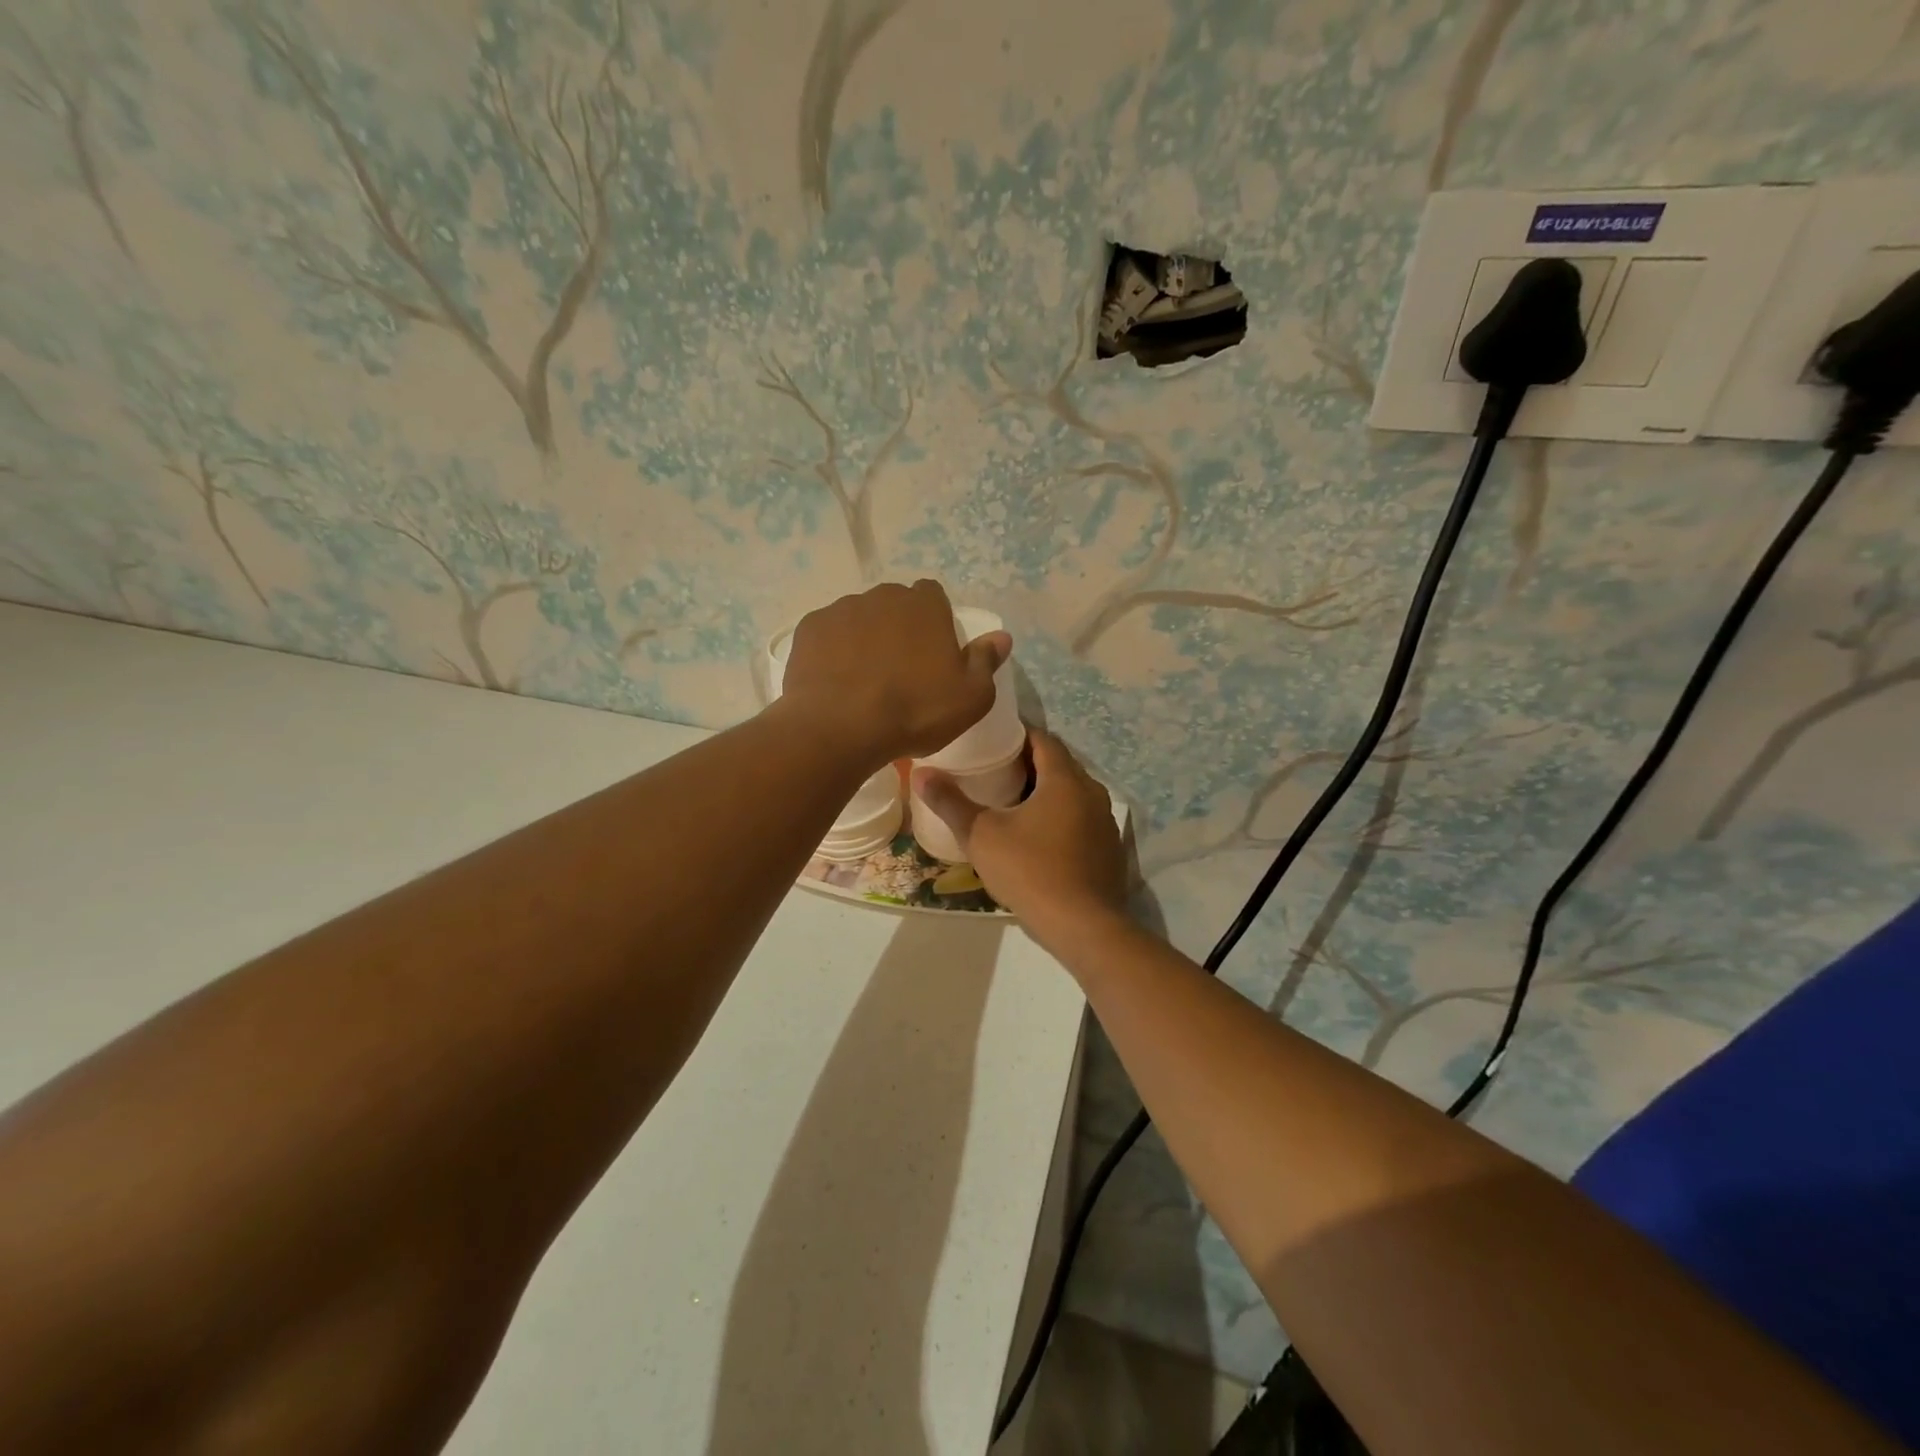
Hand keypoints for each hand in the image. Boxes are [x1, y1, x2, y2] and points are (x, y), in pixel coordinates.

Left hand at [778, 580, 1010, 767]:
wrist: (840, 727)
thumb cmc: (915, 711)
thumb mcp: (970, 698)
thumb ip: (986, 662)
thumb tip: (1001, 637)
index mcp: (925, 605)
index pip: (934, 596)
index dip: (935, 622)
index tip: (933, 655)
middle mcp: (883, 595)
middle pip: (895, 605)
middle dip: (899, 628)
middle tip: (900, 670)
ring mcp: (841, 609)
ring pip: (860, 618)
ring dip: (864, 638)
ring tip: (864, 680)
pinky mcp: (809, 629)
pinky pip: (828, 634)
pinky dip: (833, 651)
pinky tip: (835, 681)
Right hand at [912, 728, 1128, 951]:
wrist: (1083, 926)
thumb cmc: (1030, 871)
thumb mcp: (981, 835)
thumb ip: (951, 802)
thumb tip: (921, 774)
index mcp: (1065, 779)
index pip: (1043, 739)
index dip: (1018, 735)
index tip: (992, 740)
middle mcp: (1092, 792)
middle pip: (1059, 765)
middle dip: (1029, 763)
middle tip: (994, 770)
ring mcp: (1105, 822)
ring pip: (1072, 794)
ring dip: (1046, 792)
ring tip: (1011, 802)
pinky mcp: (1109, 848)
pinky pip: (1082, 819)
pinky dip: (1060, 817)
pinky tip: (1038, 837)